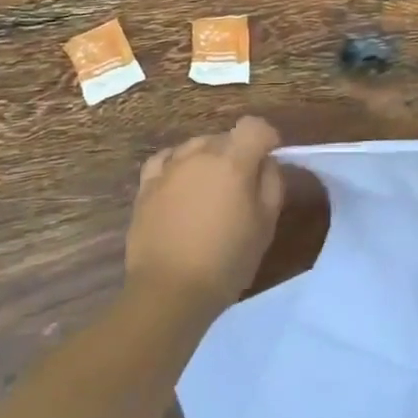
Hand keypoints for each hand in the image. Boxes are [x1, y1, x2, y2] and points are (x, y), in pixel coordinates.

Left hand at [126, 117, 284, 315]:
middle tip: (242, 185)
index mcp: (233, 161)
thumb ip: (272, 183)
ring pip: (195, 146)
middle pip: (225, 136)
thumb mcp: (266, 224)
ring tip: (210, 189)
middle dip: (238, 152)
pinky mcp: (146, 185)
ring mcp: (169, 168)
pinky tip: (181, 184)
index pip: (254, 126)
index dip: (266, 138)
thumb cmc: (226, 260)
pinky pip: (166, 160)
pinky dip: (178, 165)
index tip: (270, 158)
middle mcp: (199, 155)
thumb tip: (266, 162)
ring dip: (208, 158)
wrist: (169, 291)